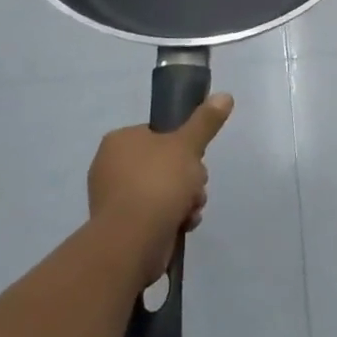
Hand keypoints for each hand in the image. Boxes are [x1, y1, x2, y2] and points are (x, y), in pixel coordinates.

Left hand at [87, 95, 232, 280]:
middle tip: (195, 185)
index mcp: (119, 141)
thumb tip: (225, 95)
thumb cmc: (158, 183)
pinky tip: (183, 224)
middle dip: (188, 177)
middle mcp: (111, 167)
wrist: (133, 241)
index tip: (195, 157)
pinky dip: (173, 217)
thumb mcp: (188, 145)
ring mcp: (115, 198)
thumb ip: (206, 121)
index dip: (183, 145)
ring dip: (186, 198)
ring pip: (165, 190)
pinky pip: (156, 213)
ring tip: (190, 208)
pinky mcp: (123, 226)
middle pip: (166, 163)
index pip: (159, 134)